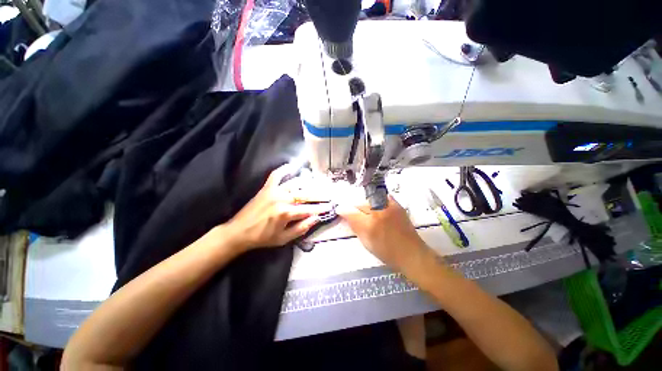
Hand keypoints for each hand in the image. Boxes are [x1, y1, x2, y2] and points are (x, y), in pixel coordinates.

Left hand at [225, 164, 331, 250]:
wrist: (239, 232)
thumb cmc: (262, 238)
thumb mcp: (284, 239)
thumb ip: (301, 228)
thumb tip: (316, 218)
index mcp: (286, 213)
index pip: (309, 209)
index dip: (321, 208)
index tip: (330, 206)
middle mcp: (282, 199)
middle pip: (305, 195)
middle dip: (319, 195)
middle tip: (328, 193)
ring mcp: (274, 191)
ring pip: (295, 184)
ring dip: (307, 184)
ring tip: (317, 184)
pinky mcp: (267, 188)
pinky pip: (276, 175)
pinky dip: (283, 169)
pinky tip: (291, 165)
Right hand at [337, 196, 429, 270]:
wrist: (411, 253)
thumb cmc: (387, 252)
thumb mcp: (366, 242)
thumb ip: (355, 226)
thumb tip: (344, 214)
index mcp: (369, 225)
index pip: (351, 213)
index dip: (343, 211)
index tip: (339, 210)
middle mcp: (378, 212)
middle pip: (360, 204)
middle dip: (355, 208)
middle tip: (354, 214)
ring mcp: (389, 207)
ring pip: (370, 200)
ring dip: (365, 205)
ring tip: (367, 212)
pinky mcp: (396, 205)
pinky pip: (382, 198)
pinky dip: (377, 201)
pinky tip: (378, 207)